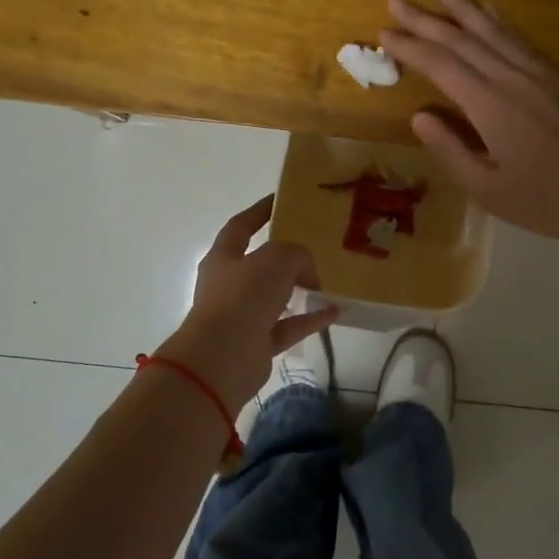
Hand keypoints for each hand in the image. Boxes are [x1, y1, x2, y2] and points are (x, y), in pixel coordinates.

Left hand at [157, 196, 337, 414]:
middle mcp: (228, 285)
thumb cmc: (243, 297)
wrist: (223, 358)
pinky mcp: (256, 345)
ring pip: (274, 298)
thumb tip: (307, 274)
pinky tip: (334, 311)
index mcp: (224, 258)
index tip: (280, 201)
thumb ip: (297, 255)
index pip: (240, 226)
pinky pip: (287, 327)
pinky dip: (309, 319)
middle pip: (258, 264)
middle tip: (312, 247)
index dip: (259, 212)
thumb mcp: (277, 259)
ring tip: (326, 281)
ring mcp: (241, 316)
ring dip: (298, 290)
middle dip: (283, 257)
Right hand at [380, 0, 558, 262]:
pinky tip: (488, 10)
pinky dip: (498, 21)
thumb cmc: (545, 201)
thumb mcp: (487, 188)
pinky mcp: (558, 77)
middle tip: (397, 0)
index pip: (441, 65)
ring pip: (493, 31)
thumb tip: (420, 116)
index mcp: (490, 106)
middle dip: (426, 19)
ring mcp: (538, 74)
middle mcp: (512, 79)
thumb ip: (450, 149)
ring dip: (463, 8)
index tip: (383, 34)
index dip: (410, 48)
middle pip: (463, 40)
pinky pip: (519, 38)